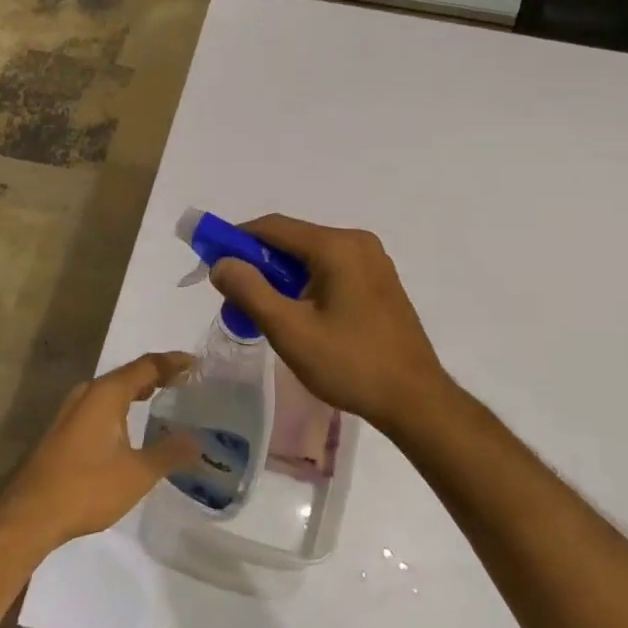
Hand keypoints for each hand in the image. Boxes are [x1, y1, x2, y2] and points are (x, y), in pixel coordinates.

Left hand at [4, 352, 200, 549]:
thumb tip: (198, 441)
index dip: (173, 362)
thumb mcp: (137, 473)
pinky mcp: (63, 430)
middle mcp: (88, 393)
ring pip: (112, 391)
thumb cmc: (87, 487)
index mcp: (107, 392)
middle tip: (185, 383)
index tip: (197, 364)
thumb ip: (169, 453)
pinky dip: (121, 407)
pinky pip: (100, 406)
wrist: (29, 514)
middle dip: (157, 376)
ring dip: (137, 391)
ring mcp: (72, 411)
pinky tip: (130, 427)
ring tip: (162, 400)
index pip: (147, 365)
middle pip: (128, 374)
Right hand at [210, 215, 452, 433]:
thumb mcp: (290, 330)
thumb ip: (250, 291)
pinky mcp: (380, 282)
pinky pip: (331, 270)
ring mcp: (373, 261)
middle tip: (236, 298)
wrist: (416, 400)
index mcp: (336, 246)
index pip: (273, 227)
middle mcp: (357, 242)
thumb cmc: (350, 364)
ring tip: (265, 313)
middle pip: (293, 241)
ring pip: (311, 257)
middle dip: (259, 264)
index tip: (211, 261)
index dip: (237, 239)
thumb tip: (221, 263)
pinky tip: (299, 316)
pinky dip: (306, 285)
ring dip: (282, 277)